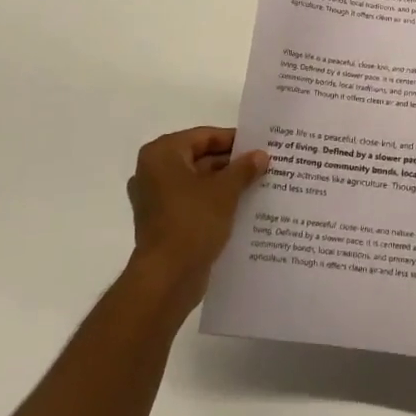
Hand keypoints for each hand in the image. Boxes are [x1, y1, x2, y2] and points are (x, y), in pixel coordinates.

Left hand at [125, 127, 267, 309]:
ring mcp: (155, 198)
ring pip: (197, 182)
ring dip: (224, 184)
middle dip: (230, 164)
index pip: (203, 136)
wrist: (167, 279)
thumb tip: (261, 155)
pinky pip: (191, 202)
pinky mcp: (162, 222)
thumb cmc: (192, 222)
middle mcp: (153, 171)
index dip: (233, 140)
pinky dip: (212, 202)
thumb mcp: (225, 191)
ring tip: (257, 185)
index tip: (259, 145)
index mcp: (162, 154)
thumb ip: (243, 168)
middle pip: (199, 158)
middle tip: (262, 166)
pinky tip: (241, 207)